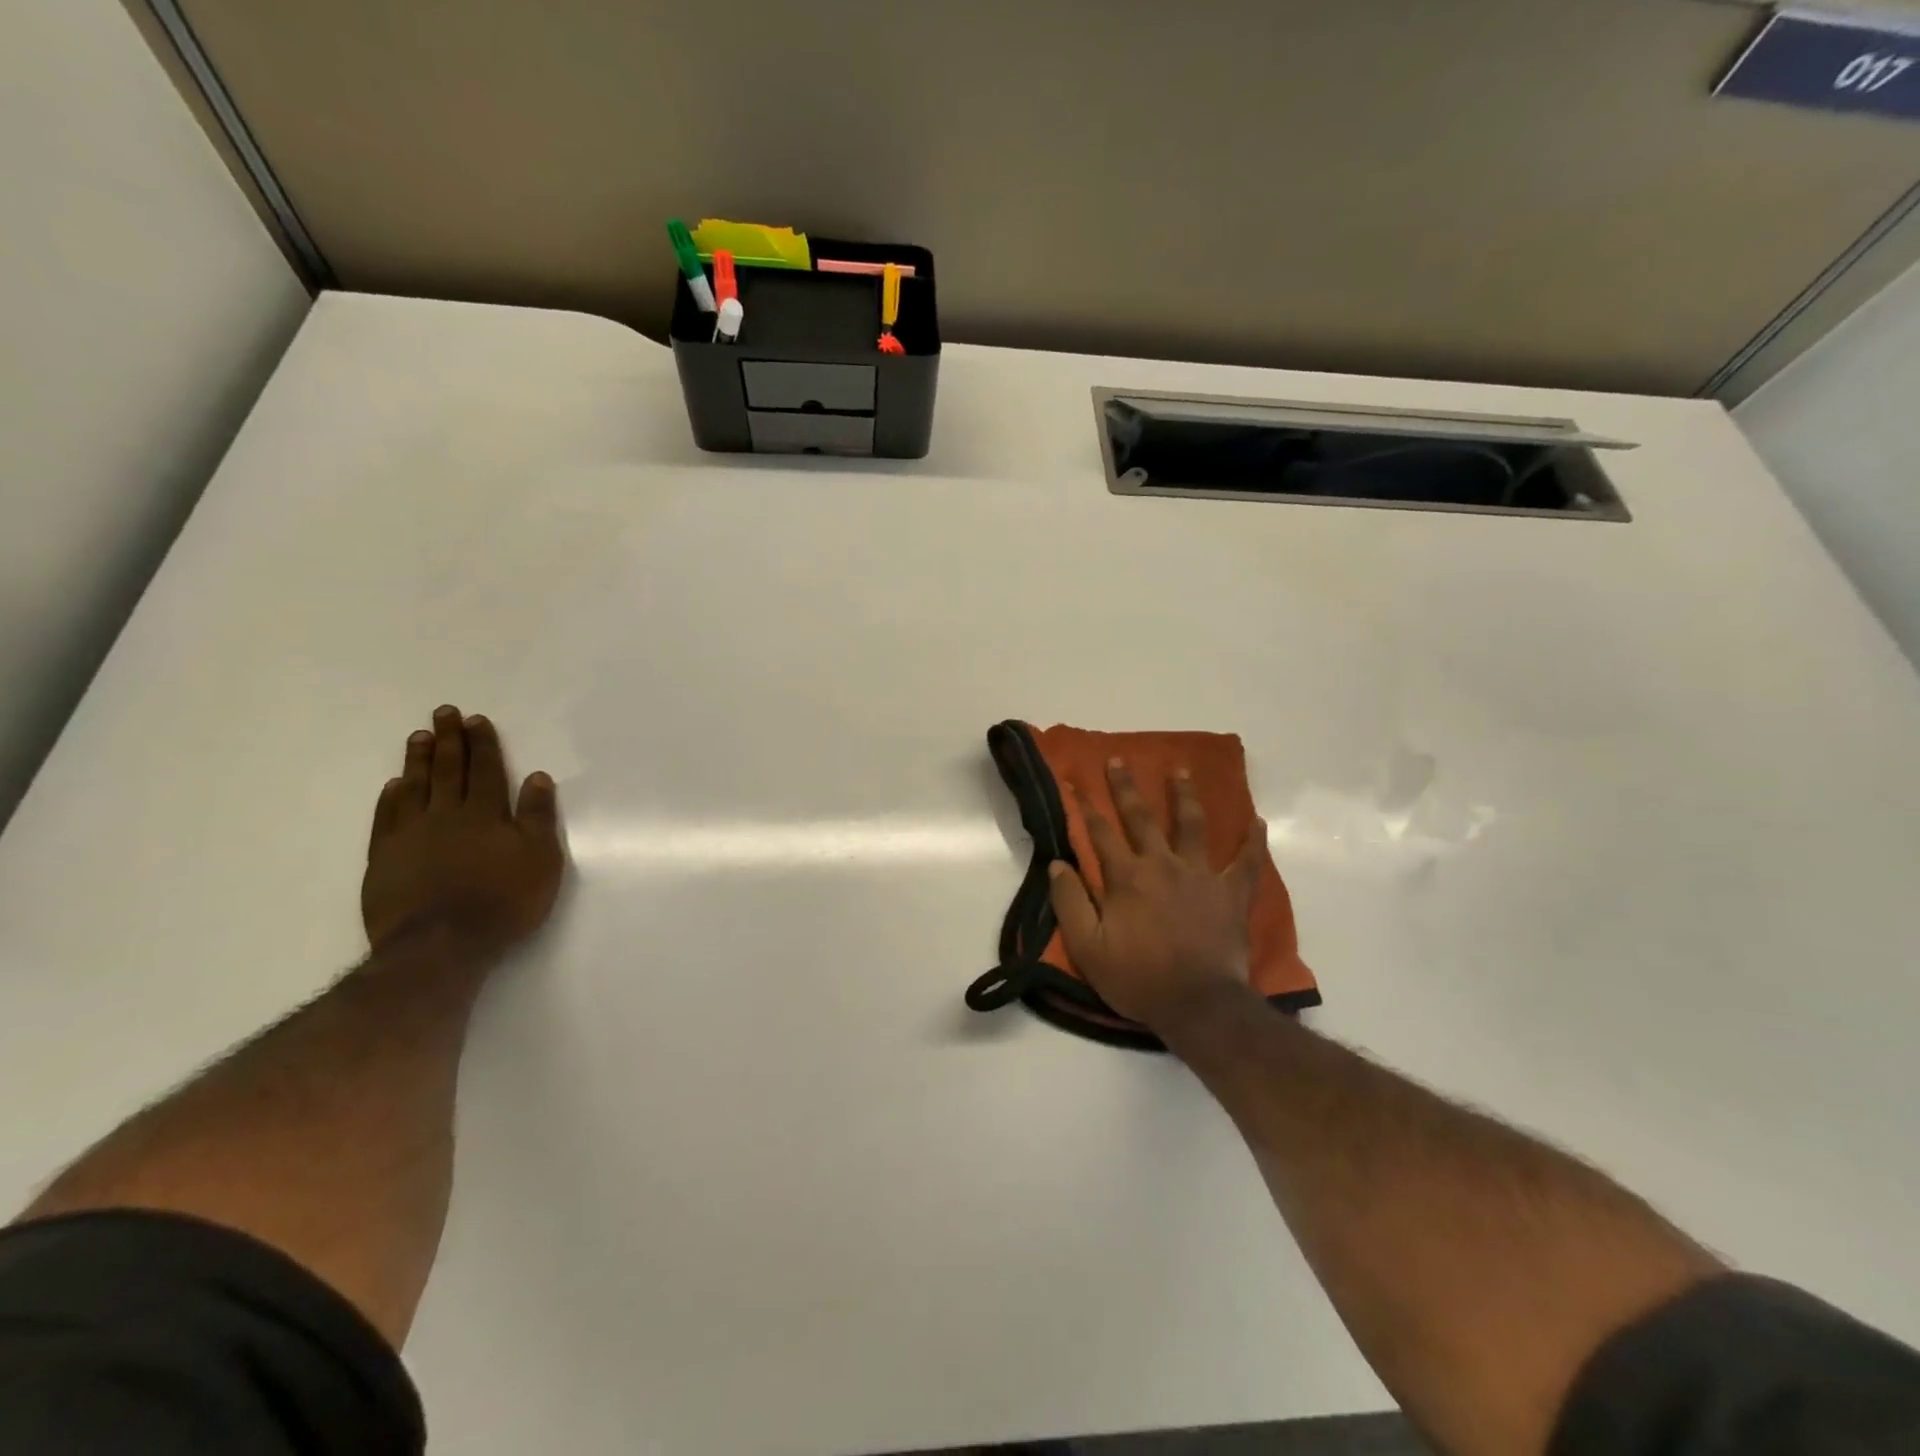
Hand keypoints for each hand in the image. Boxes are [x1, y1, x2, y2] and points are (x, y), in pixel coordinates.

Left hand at [361, 706, 565, 957]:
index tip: (475, 719)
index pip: (485, 770)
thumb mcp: (540, 859)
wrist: (442, 946)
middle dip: (450, 740)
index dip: (482, 744)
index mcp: (485, 814)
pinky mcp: (385, 859)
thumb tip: (536, 777)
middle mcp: (446, 816)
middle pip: (449, 771)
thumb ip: (537, 817)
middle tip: (443, 713)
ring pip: (415, 788)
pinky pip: (387, 819)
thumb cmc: (503, 901)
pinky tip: (395, 785)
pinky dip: (391, 798)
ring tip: (419, 737)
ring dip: (419, 761)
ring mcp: (411, 836)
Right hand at [1048, 758, 1264, 1031]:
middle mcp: (1161, 865)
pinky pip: (1247, 862)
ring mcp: (1200, 876)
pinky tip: (1257, 820)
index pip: (1100, 832)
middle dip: (1126, 788)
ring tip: (1181, 770)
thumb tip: (1057, 864)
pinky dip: (1253, 840)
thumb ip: (1070, 902)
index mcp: (1126, 877)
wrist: (1197, 1005)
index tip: (1075, 781)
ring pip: (1191, 825)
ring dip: (1184, 796)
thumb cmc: (1138, 978)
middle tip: (1119, 760)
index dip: (1085, 806)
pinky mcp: (1231, 893)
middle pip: (1141, 817)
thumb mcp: (1088, 947)